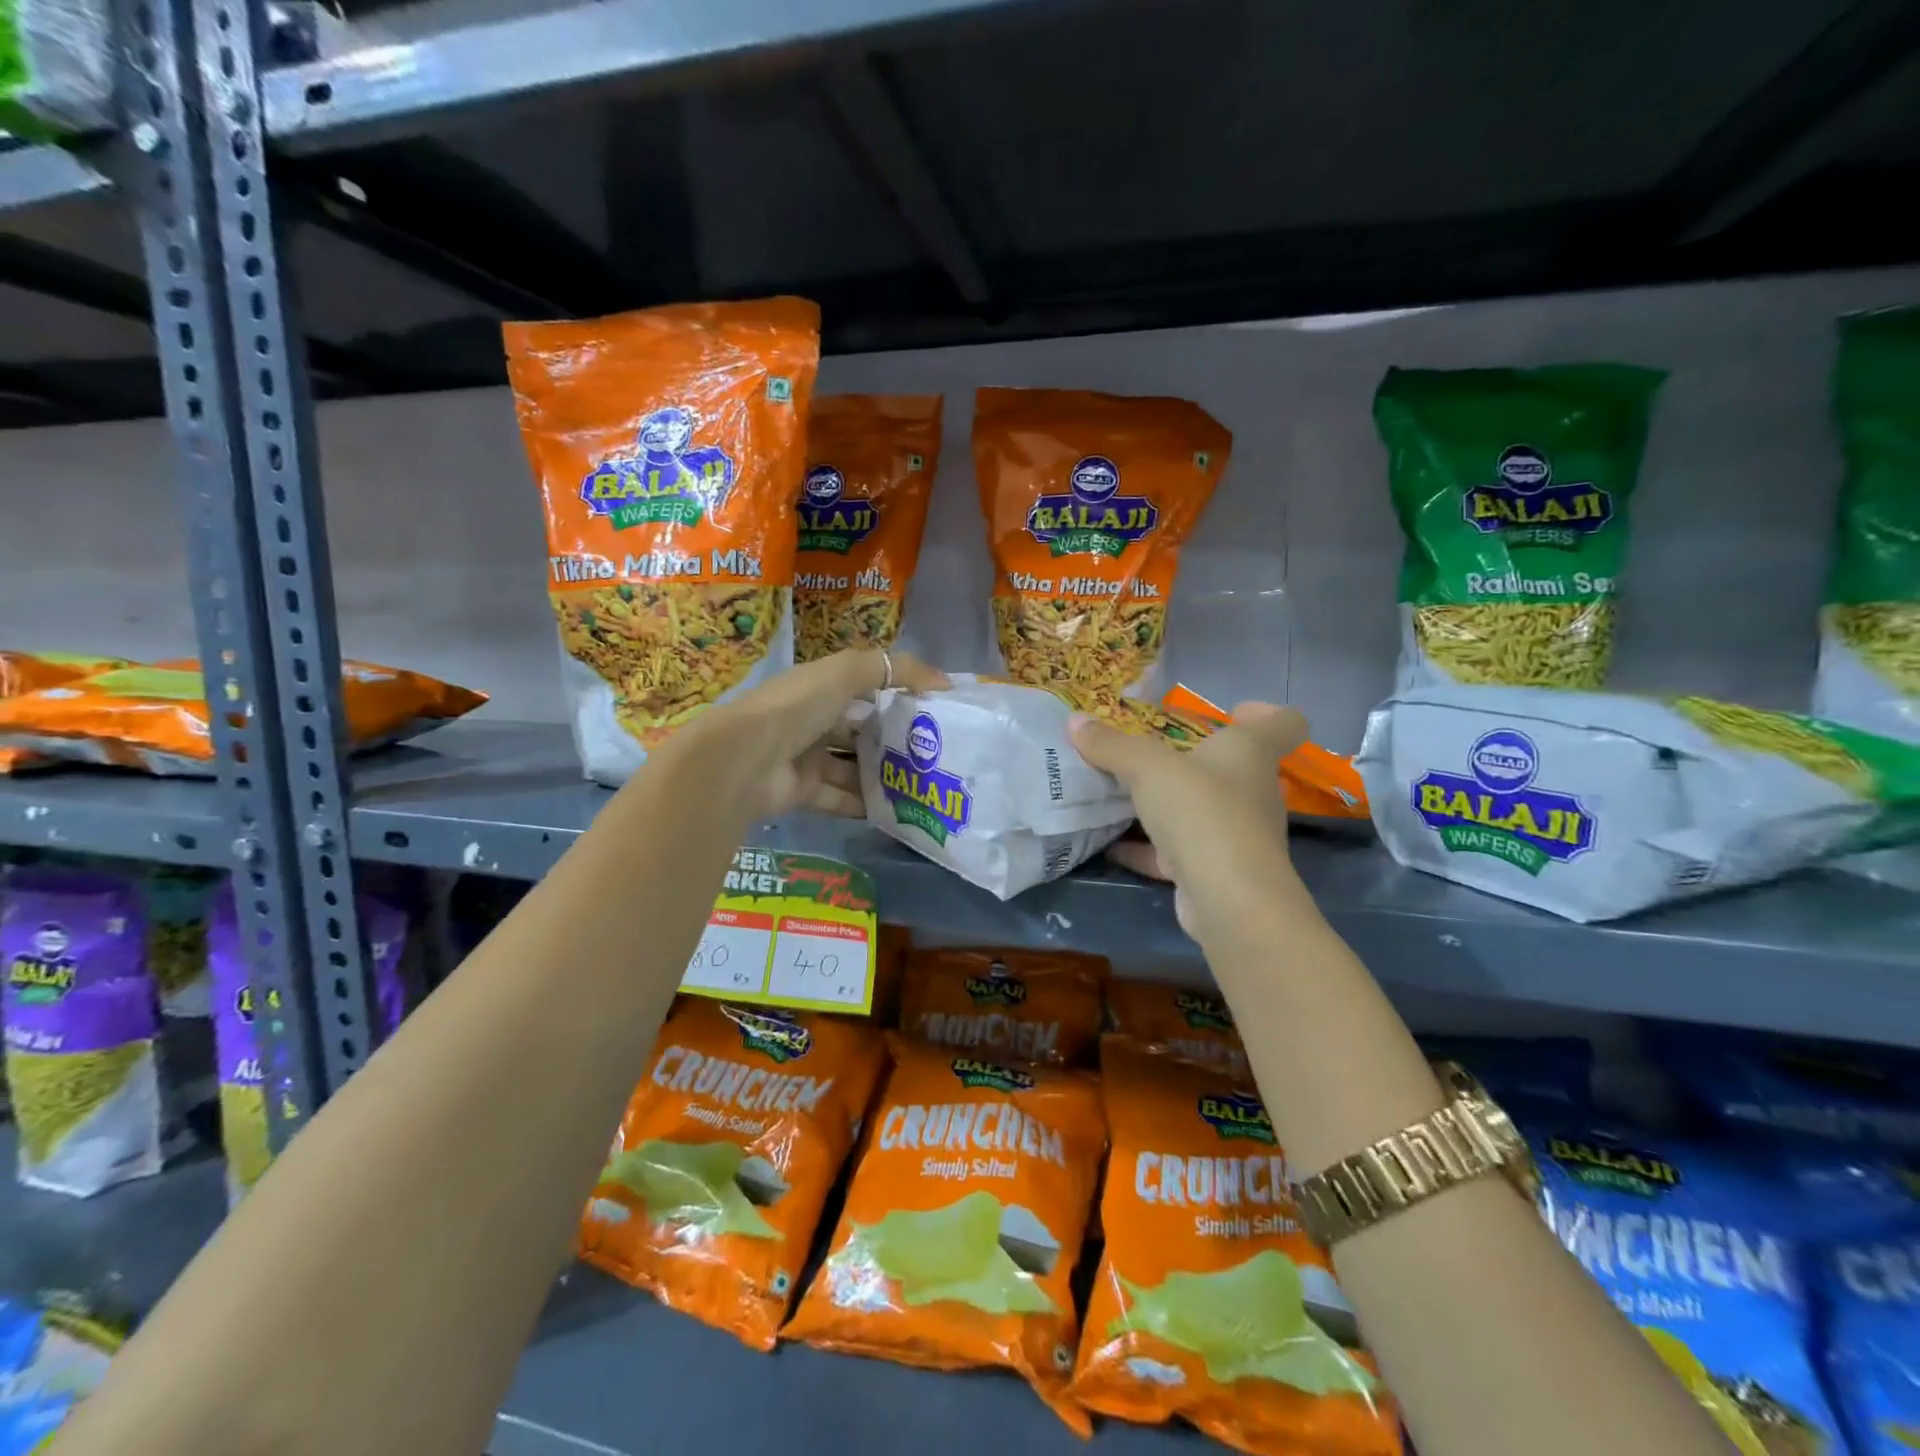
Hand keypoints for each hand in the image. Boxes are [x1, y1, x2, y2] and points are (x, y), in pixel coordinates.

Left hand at [658, 649, 947, 818]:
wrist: (743, 760)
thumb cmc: (796, 707)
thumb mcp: (845, 673)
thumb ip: (895, 669)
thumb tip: (944, 681)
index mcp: (818, 687)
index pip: (864, 687)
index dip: (897, 693)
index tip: (933, 708)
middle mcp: (811, 721)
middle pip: (860, 729)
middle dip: (894, 739)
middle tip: (934, 751)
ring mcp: (806, 759)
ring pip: (853, 767)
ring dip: (883, 774)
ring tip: (923, 782)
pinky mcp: (803, 793)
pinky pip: (841, 799)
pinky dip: (866, 804)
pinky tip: (898, 809)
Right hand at [1068, 702, 1307, 940]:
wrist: (1228, 899)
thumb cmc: (1201, 812)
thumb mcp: (1147, 767)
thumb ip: (1112, 744)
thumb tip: (1075, 721)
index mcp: (1251, 753)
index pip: (1284, 723)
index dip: (1264, 712)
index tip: (1231, 712)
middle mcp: (1252, 791)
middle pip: (1233, 767)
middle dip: (1194, 758)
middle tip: (1151, 753)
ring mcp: (1236, 834)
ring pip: (1203, 809)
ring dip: (1168, 803)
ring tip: (1122, 793)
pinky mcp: (1215, 870)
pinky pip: (1178, 850)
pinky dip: (1148, 847)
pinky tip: (1112, 845)